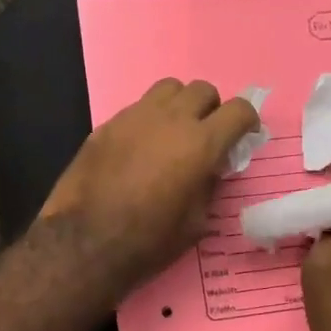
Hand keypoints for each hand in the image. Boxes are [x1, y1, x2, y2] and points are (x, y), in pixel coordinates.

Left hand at [38, 79, 259, 294]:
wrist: (83, 241)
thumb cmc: (147, 241)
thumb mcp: (195, 223)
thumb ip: (209, 185)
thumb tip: (210, 168)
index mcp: (200, 143)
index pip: (238, 109)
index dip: (247, 121)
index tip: (243, 136)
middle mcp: (170, 119)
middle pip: (203, 90)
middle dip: (212, 109)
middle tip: (206, 136)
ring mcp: (135, 116)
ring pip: (168, 89)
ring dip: (179, 105)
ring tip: (173, 132)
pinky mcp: (107, 124)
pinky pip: (138, 107)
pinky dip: (149, 119)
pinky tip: (141, 146)